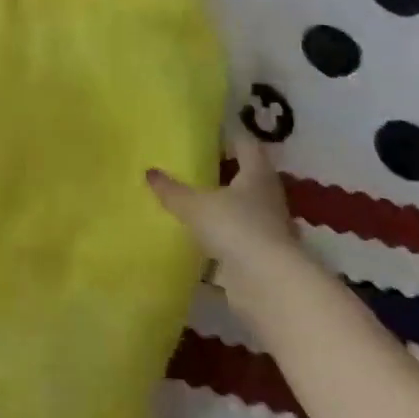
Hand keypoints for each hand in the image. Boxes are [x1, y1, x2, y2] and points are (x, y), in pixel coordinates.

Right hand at [148, 133, 302, 285]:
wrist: (268, 286)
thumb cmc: (236, 228)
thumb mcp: (195, 205)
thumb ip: (172, 189)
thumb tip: (150, 172)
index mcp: (257, 176)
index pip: (247, 146)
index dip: (230, 136)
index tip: (209, 131)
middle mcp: (268, 199)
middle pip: (247, 178)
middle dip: (224, 172)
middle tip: (192, 164)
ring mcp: (267, 230)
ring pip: (242, 210)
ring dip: (222, 206)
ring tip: (191, 200)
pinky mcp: (261, 258)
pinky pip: (236, 239)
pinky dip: (220, 236)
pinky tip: (197, 237)